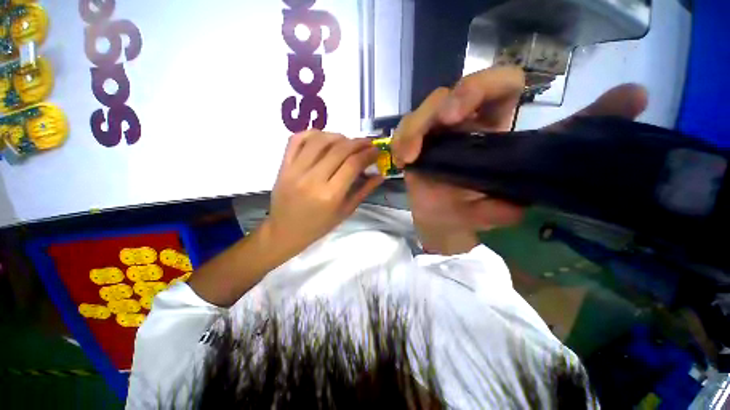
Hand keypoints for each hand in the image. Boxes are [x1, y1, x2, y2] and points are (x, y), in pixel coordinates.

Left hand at [267, 130, 382, 253]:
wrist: (285, 231)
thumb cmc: (319, 226)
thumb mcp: (345, 212)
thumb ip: (363, 191)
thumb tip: (380, 175)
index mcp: (330, 195)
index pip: (353, 164)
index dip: (368, 154)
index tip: (376, 151)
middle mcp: (312, 179)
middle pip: (339, 149)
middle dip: (358, 143)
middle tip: (367, 143)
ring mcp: (295, 170)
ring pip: (320, 140)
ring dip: (338, 136)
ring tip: (347, 141)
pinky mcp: (283, 165)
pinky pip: (297, 139)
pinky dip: (313, 133)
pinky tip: (324, 139)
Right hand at [393, 66, 647, 254]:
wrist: (444, 224)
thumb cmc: (478, 208)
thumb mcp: (519, 188)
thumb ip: (560, 157)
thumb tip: (633, 98)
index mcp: (491, 127)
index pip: (499, 85)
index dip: (488, 85)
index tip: (475, 109)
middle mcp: (461, 125)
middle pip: (454, 91)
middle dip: (451, 100)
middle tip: (447, 120)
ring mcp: (433, 136)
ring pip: (422, 112)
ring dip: (416, 128)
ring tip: (412, 154)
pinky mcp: (413, 148)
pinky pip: (402, 135)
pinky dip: (402, 143)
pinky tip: (404, 161)